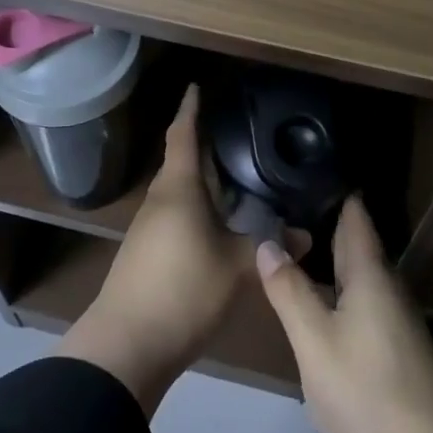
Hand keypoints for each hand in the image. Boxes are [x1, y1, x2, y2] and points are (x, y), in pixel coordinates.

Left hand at [58, 84, 250, 415]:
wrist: (126, 347)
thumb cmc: (182, 290)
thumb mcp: (237, 268)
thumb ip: (270, 248)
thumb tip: (306, 235)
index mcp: (178, 188)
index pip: (183, 135)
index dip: (190, 110)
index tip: (196, 86)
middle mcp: (160, 200)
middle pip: (182, 162)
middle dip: (204, 146)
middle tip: (236, 134)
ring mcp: (149, 228)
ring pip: (179, 192)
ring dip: (203, 182)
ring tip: (236, 178)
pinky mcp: (147, 254)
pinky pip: (176, 216)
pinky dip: (198, 210)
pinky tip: (219, 225)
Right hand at [254, 194, 432, 432]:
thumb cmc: (367, 394)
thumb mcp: (314, 342)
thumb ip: (289, 291)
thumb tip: (267, 242)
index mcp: (371, 272)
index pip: (354, 211)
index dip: (329, 185)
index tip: (298, 166)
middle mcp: (387, 286)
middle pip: (354, 241)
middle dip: (319, 221)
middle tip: (277, 203)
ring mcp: (394, 319)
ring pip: (356, 274)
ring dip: (325, 259)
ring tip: (285, 247)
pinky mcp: (394, 350)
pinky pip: (359, 301)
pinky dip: (334, 291)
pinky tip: (312, 303)